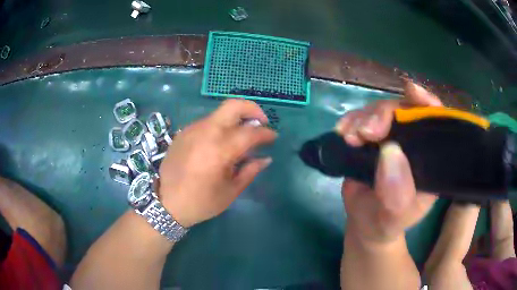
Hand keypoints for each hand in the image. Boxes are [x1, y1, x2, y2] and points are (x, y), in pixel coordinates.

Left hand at [158, 100, 276, 227]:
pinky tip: (219, 142)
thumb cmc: (201, 202)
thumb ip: (250, 171)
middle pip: (233, 106)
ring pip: (219, 114)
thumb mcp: (230, 191)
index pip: (250, 132)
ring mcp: (192, 129)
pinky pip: (206, 122)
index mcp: (220, 150)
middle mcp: (206, 132)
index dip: (266, 133)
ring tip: (240, 136)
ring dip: (235, 120)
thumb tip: (265, 158)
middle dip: (252, 109)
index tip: (273, 137)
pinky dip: (219, 127)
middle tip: (261, 122)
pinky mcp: (183, 132)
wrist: (166, 202)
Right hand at [335, 81, 440, 244]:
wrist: (365, 223)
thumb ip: (396, 196)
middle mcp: (415, 143)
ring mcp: (393, 137)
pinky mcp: (372, 138)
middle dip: (385, 113)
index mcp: (430, 159)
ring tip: (349, 136)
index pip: (436, 122)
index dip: (427, 103)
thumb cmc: (385, 223)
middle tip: (365, 132)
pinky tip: (342, 132)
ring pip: (381, 110)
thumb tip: (389, 152)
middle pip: (405, 109)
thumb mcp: (394, 218)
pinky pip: (363, 119)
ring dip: (363, 117)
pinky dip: (351, 121)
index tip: (412, 93)